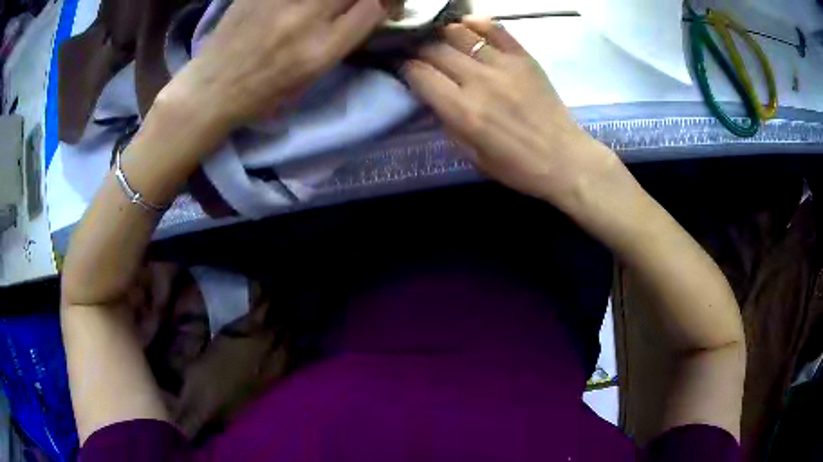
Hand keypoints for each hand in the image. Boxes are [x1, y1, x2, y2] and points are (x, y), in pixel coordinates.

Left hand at [160, 0, 387, 130]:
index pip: (372, 8)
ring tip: (326, 5)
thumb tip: (367, 10)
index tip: (380, 5)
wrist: (212, 89)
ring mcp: (279, 1)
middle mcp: (304, 19)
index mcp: (320, 51)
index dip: (385, 2)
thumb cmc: (262, 94)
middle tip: (358, 1)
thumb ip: (342, 40)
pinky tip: (300, 4)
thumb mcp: (310, 77)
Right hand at [403, 17, 617, 205]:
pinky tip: (468, 25)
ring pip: (460, 33)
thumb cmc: (517, 166)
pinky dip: (478, 23)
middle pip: (435, 50)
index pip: (420, 74)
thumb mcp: (472, 155)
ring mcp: (503, 65)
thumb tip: (434, 95)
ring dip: (443, 34)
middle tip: (419, 53)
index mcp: (462, 111)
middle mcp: (478, 81)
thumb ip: (448, 123)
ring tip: (440, 39)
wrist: (565, 160)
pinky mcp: (524, 58)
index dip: (405, 68)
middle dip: (419, 49)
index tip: (404, 68)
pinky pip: (496, 29)